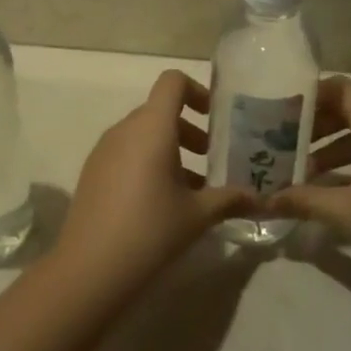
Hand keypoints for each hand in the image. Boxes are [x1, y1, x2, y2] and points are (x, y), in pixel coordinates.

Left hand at [57, 71, 254, 292]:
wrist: (90, 268)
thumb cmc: (151, 230)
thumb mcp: (198, 215)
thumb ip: (230, 199)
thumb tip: (261, 198)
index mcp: (152, 127)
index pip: (172, 81)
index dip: (197, 91)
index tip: (216, 120)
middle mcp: (125, 128)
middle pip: (160, 110)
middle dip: (190, 129)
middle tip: (213, 159)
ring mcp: (104, 149)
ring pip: (143, 133)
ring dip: (171, 148)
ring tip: (193, 187)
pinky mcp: (93, 170)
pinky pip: (127, 151)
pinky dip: (148, 161)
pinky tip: (162, 202)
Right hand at [268, 77, 350, 282]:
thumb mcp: (349, 211)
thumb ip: (305, 200)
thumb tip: (265, 201)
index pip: (337, 87)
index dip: (307, 96)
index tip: (278, 113)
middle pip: (349, 108)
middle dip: (315, 125)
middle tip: (283, 144)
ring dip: (334, 145)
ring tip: (305, 171)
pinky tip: (340, 188)